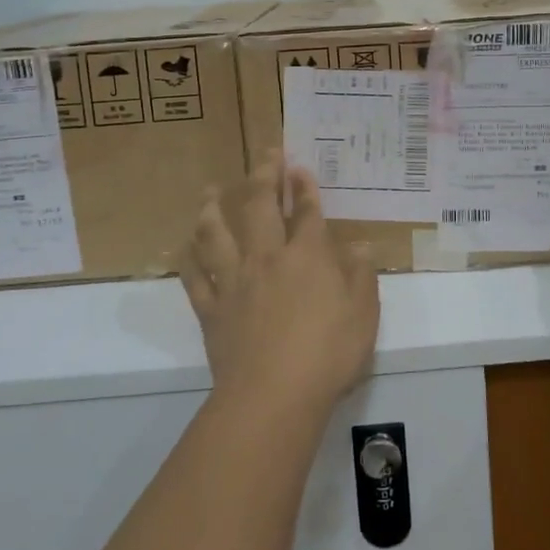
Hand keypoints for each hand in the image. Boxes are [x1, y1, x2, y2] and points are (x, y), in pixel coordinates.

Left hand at [179, 151, 379, 414]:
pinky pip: (195, 278)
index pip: (306, 212)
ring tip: (210, 191)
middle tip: (265, 154)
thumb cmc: (328, 354)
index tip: (299, 166)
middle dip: (264, 176)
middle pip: (261, 207)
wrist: (272, 395)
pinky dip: (189, 260)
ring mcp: (235, 282)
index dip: (304, 187)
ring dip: (213, 207)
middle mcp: (267, 258)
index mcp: (308, 257)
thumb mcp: (363, 315)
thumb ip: (362, 276)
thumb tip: (361, 246)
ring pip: (217, 234)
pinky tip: (186, 248)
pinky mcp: (212, 309)